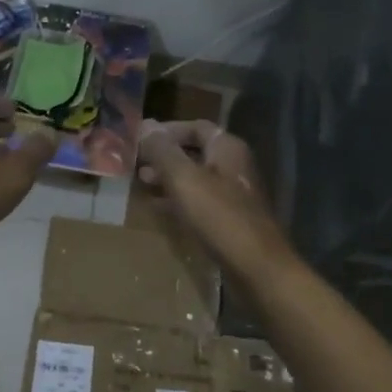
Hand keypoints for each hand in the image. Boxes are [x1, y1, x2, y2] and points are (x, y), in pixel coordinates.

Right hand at [137, 119, 291, 276]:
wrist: (256, 266)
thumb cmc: (218, 215)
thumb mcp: (183, 178)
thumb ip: (162, 150)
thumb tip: (144, 124)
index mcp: (227, 148)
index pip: (194, 126)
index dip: (166, 130)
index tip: (139, 138)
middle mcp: (233, 165)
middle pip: (194, 151)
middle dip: (164, 155)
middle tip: (135, 162)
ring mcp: (233, 193)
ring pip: (195, 177)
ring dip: (168, 178)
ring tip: (141, 182)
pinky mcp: (229, 218)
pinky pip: (199, 200)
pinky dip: (178, 199)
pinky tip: (157, 207)